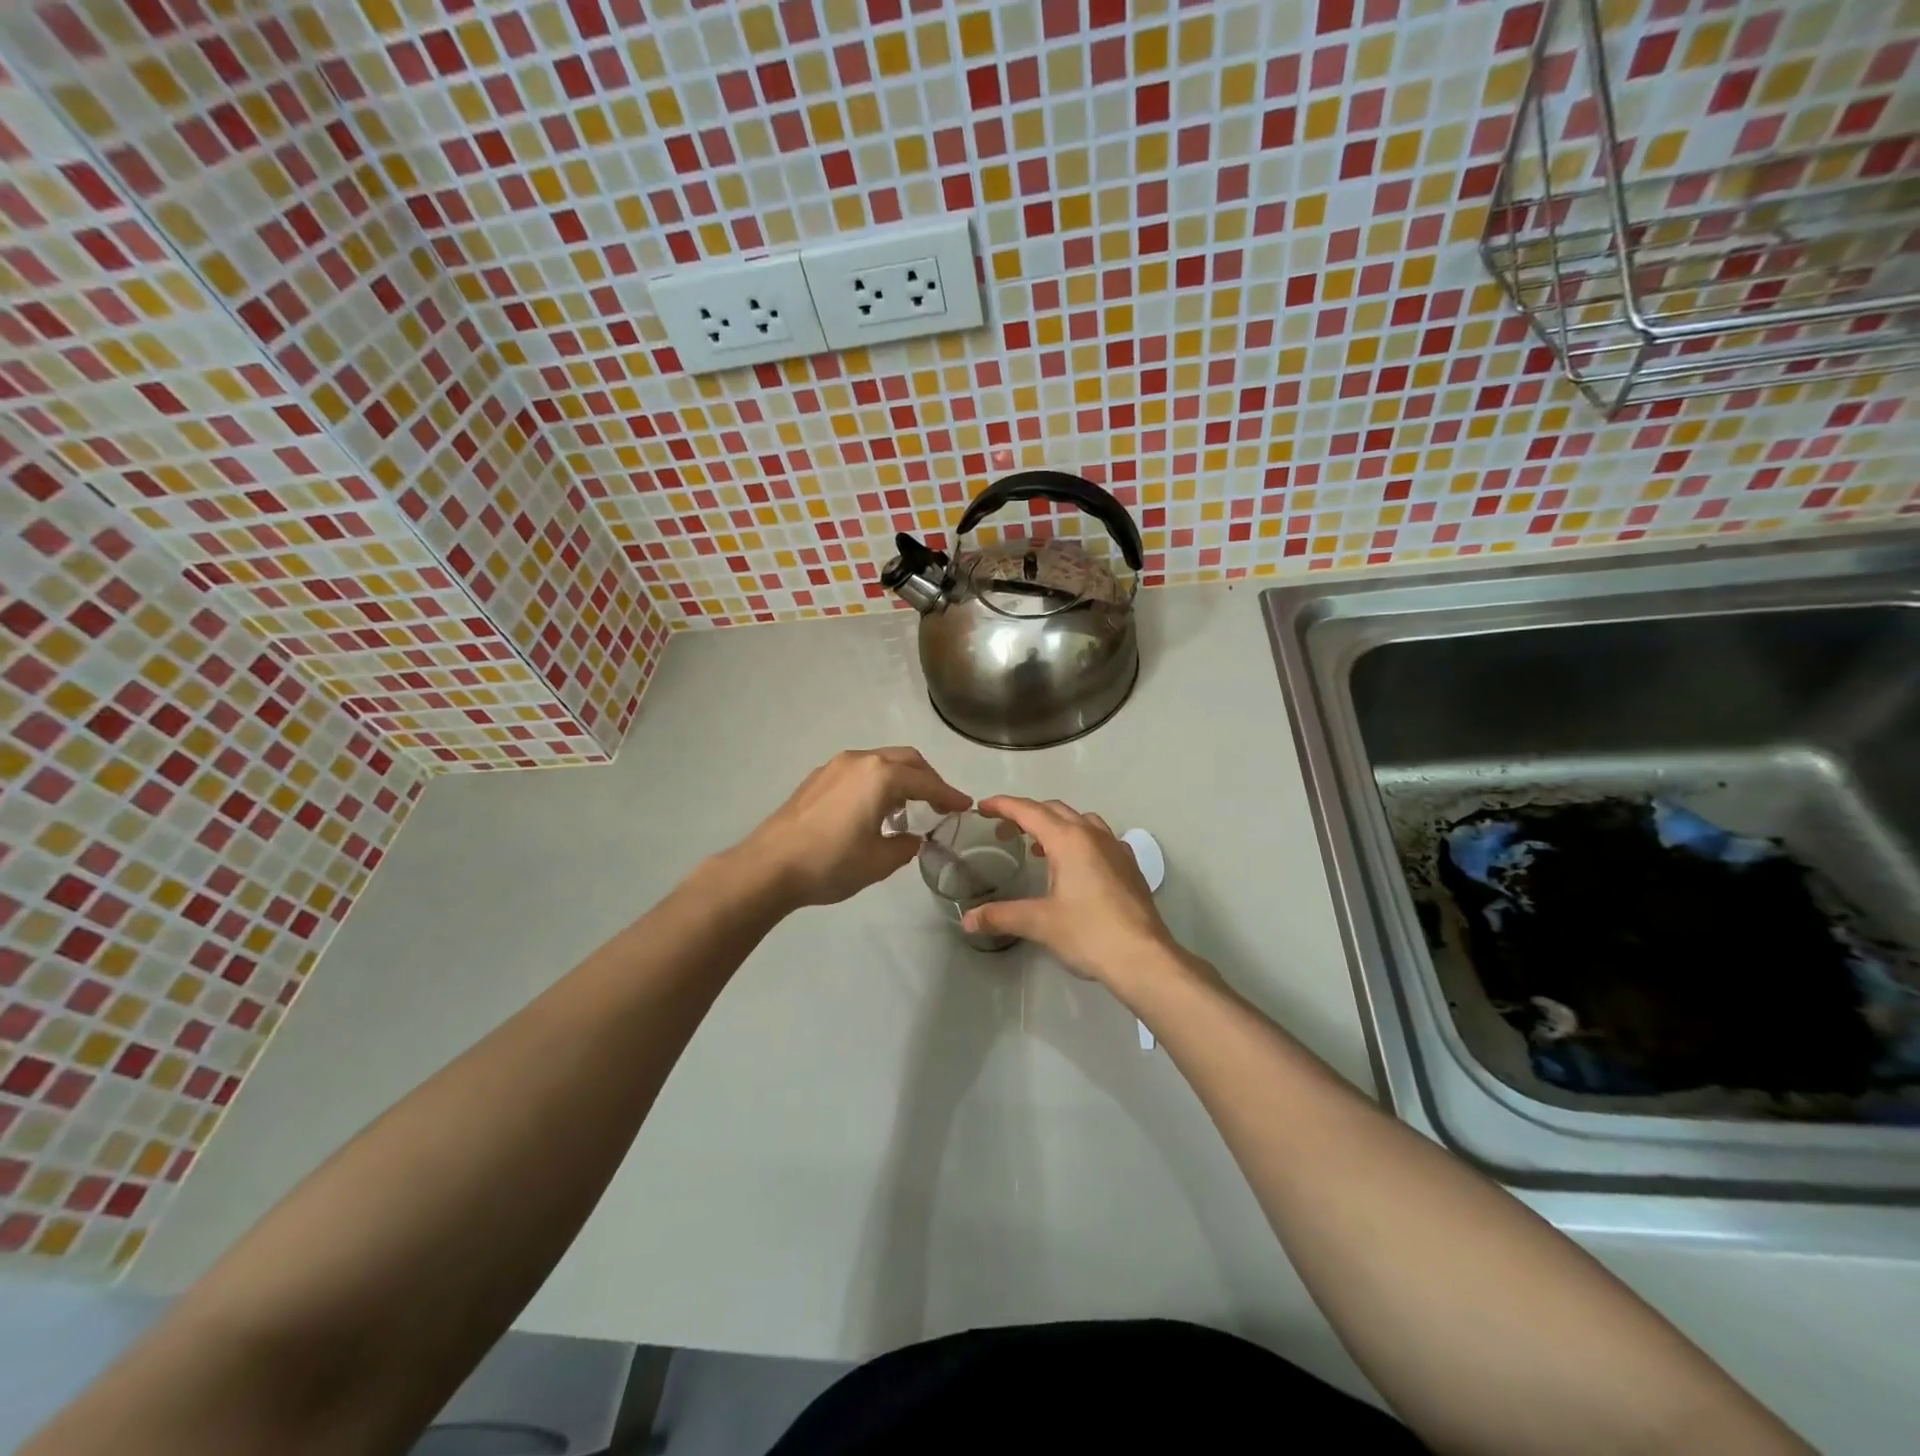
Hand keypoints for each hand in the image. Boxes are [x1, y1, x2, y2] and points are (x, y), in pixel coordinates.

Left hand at [736, 748, 970, 908]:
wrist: (769, 866)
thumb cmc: (830, 863)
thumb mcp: (879, 862)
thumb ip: (905, 846)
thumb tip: (910, 839)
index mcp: (881, 775)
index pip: (926, 782)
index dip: (949, 795)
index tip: (965, 806)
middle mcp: (860, 760)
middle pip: (906, 760)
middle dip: (927, 779)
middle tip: (940, 803)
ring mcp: (835, 766)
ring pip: (881, 762)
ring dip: (901, 780)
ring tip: (907, 810)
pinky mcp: (817, 778)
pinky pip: (859, 771)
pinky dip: (877, 783)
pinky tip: (873, 810)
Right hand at [962, 796, 1181, 991]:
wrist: (1144, 957)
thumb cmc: (1089, 933)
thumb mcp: (1039, 923)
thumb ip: (1000, 916)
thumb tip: (967, 921)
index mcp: (1068, 840)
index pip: (1029, 811)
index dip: (1003, 806)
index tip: (983, 807)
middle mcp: (1093, 835)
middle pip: (1054, 810)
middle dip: (1026, 814)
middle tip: (1004, 831)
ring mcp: (1116, 848)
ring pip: (1081, 820)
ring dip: (1055, 825)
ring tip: (1038, 848)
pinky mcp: (1129, 866)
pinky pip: (1100, 838)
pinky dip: (1080, 840)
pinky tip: (1076, 864)